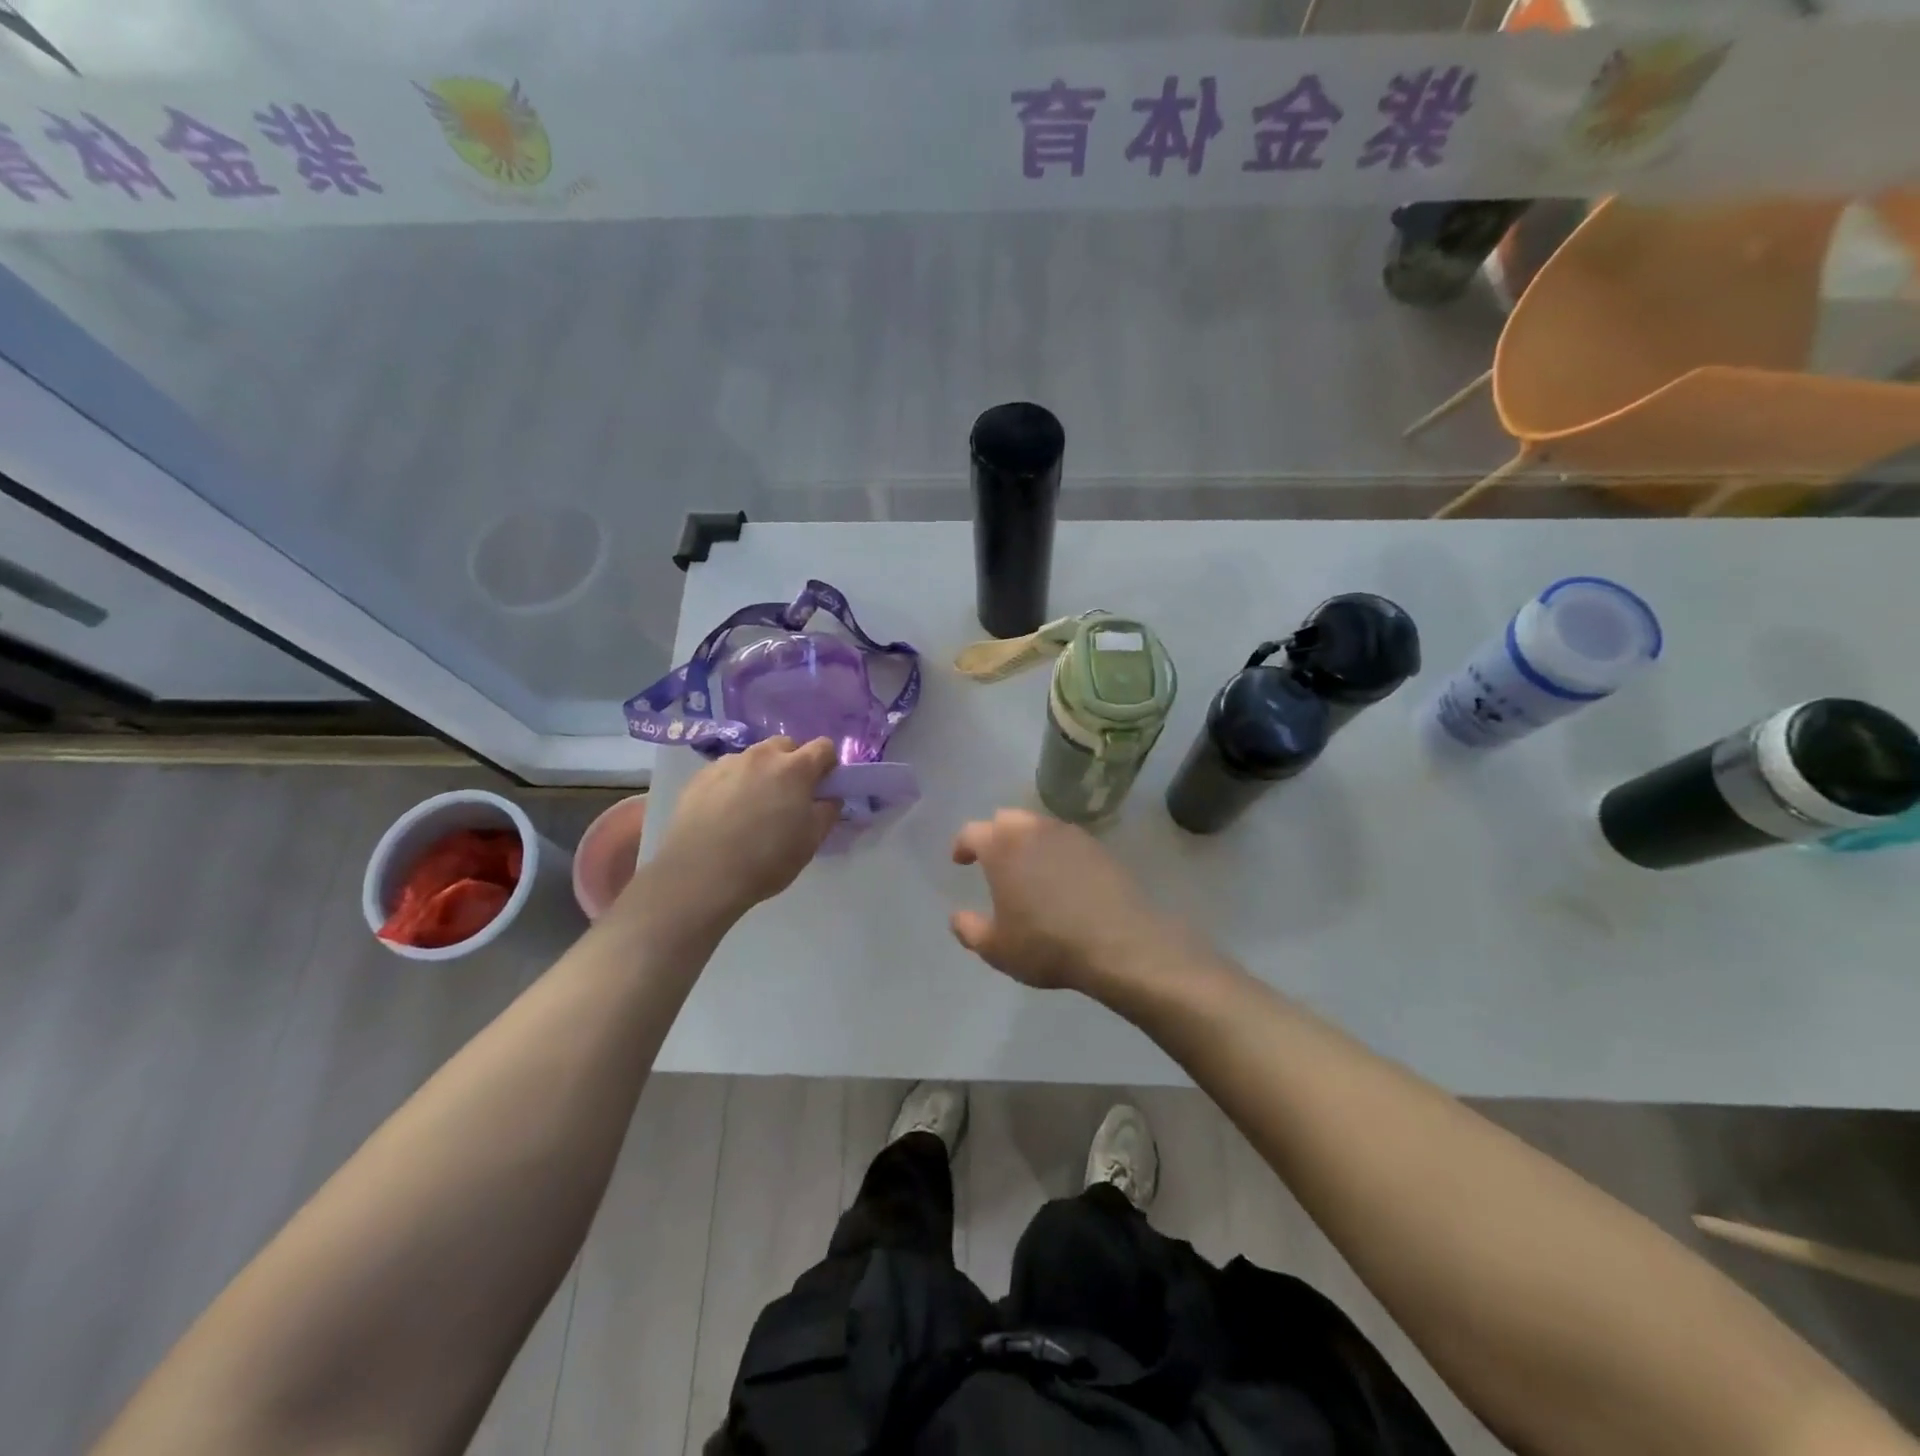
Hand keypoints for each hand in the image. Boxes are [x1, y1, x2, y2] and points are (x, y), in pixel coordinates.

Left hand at [640, 737, 840, 922]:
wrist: (700, 876)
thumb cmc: (765, 860)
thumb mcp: (810, 842)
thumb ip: (827, 812)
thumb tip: (828, 798)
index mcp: (795, 768)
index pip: (823, 747)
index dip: (827, 765)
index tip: (822, 787)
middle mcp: (761, 756)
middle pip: (786, 745)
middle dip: (793, 763)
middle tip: (788, 796)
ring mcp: (727, 763)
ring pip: (754, 757)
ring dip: (761, 772)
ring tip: (752, 806)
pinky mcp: (699, 777)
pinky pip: (726, 771)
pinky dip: (733, 783)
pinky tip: (725, 813)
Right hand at [949, 809, 1172, 991]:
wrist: (1118, 944)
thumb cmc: (1046, 944)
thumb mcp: (997, 948)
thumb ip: (969, 930)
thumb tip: (957, 917)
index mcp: (1002, 847)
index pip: (972, 832)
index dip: (962, 845)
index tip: (960, 860)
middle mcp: (1034, 830)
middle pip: (1007, 818)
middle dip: (995, 834)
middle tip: (993, 859)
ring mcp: (1070, 835)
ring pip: (1039, 825)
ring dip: (1026, 839)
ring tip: (1027, 867)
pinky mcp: (1098, 847)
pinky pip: (1067, 839)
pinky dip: (1056, 850)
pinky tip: (1061, 876)